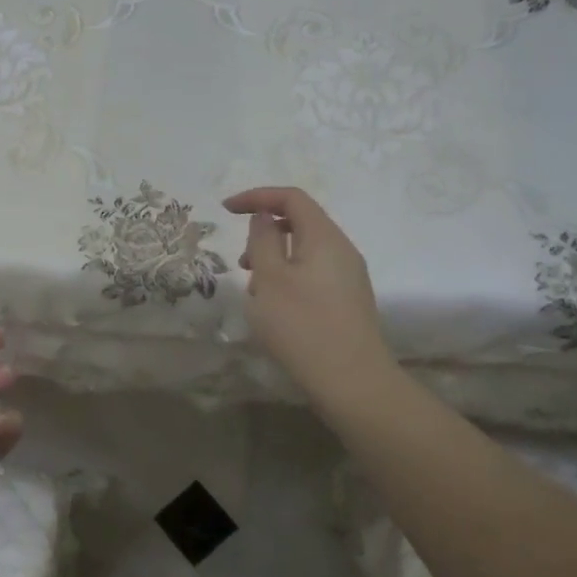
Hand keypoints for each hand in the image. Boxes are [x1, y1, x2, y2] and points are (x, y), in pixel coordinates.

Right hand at [225, 186, 394, 414]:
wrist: (351, 379)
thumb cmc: (302, 324)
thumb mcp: (269, 278)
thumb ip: (263, 240)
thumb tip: (264, 218)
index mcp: (324, 237)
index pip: (292, 198)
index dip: (257, 197)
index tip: (226, 209)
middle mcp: (342, 250)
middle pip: (301, 224)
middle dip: (265, 234)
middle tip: (241, 262)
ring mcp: (348, 277)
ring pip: (305, 252)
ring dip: (274, 260)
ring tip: (255, 291)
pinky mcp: (347, 301)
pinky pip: (313, 275)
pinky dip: (288, 279)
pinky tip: (276, 310)